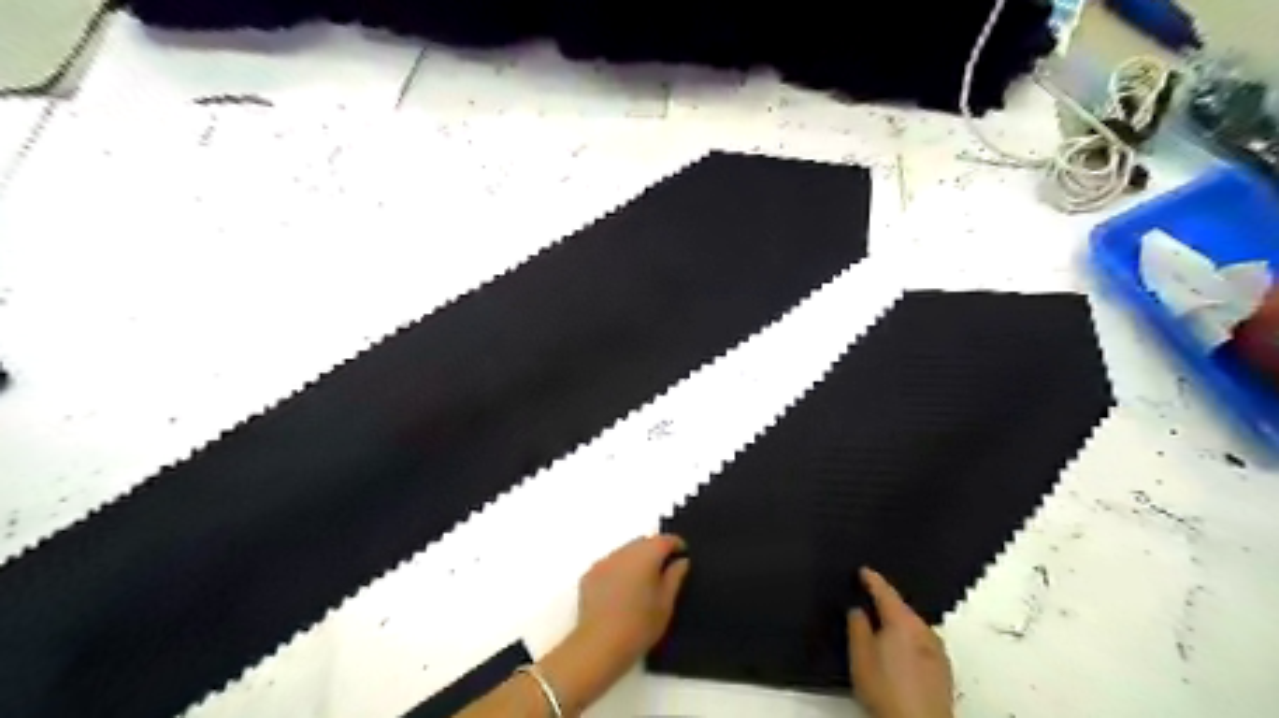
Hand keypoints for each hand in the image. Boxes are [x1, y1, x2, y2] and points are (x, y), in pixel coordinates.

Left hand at [574, 532, 688, 666]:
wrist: (599, 645)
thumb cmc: (640, 625)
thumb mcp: (666, 604)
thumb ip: (675, 577)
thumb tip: (681, 561)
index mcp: (646, 555)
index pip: (665, 540)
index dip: (676, 544)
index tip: (683, 554)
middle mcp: (624, 552)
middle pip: (643, 542)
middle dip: (655, 550)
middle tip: (663, 571)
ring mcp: (604, 562)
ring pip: (625, 552)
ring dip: (635, 560)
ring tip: (641, 583)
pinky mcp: (590, 575)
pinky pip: (610, 564)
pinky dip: (619, 570)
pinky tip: (621, 592)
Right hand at [847, 565, 947, 717]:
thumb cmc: (887, 691)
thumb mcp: (860, 656)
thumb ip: (857, 626)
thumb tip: (858, 610)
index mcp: (903, 621)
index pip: (886, 592)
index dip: (872, 579)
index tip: (864, 571)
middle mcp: (924, 631)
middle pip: (902, 610)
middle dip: (886, 605)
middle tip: (867, 601)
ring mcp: (937, 652)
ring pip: (913, 628)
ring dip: (898, 625)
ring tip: (880, 631)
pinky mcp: (943, 671)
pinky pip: (921, 644)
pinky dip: (909, 642)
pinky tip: (898, 655)